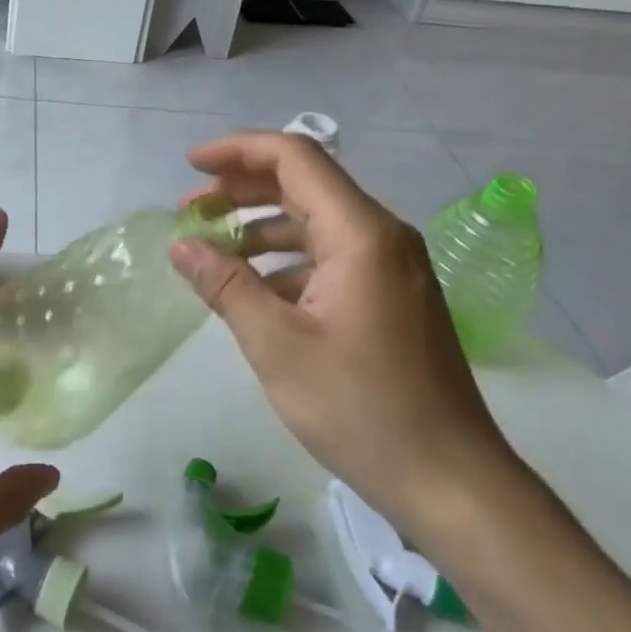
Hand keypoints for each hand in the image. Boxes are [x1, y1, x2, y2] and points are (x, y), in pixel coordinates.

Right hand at [171, 131, 519, 533]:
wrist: (449, 480)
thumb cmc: (360, 407)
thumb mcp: (276, 345)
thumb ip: (225, 285)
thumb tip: (181, 244)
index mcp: (360, 234)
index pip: (295, 158)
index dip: (237, 151)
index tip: (189, 167)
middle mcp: (382, 237)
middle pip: (304, 184)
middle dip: (241, 189)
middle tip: (190, 211)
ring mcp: (390, 268)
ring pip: (315, 223)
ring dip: (260, 227)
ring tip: (211, 250)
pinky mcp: (390, 297)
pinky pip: (330, 257)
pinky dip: (285, 261)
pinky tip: (253, 290)